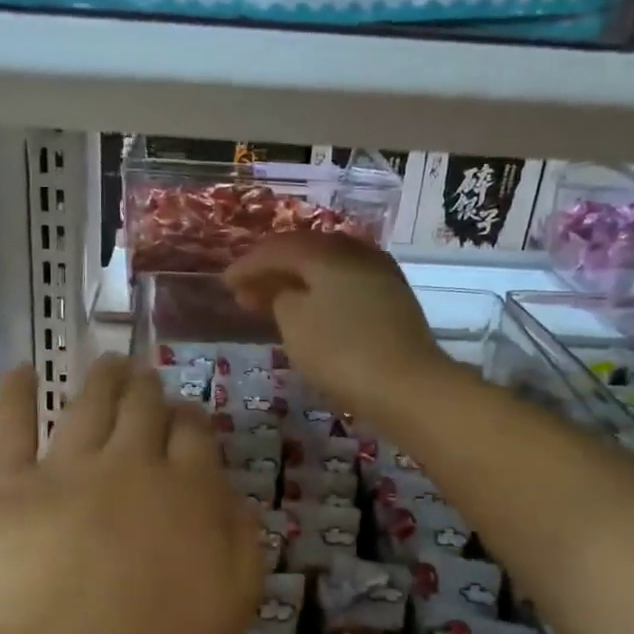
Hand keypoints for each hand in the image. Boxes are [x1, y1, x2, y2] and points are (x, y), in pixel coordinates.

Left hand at [0, 356, 264, 633]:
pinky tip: (23, 371)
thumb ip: (239, 550)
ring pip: (89, 405)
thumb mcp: (224, 618)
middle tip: (146, 377)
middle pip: (145, 410)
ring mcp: (64, 470)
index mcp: (188, 498)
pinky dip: (18, 392)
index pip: (196, 439)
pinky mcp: (3, 485)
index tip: (187, 416)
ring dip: (103, 379)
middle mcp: (131, 468)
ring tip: (108, 363)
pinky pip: (11, 424)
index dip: (192, 421)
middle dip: (149, 389)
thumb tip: (234, 500)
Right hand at [225, 233, 454, 417]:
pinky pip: (345, 284)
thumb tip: (282, 290)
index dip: (247, 265)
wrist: (409, 386)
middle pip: (305, 252)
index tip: (225, 284)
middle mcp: (356, 252)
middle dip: (272, 270)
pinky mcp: (392, 299)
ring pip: (327, 268)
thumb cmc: (341, 352)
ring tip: (273, 303)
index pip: (277, 248)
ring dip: (296, 282)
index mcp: (327, 252)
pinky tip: (310, 311)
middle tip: (245, 292)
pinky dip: (320, 293)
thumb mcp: (295, 324)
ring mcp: (379, 274)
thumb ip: (279, 298)